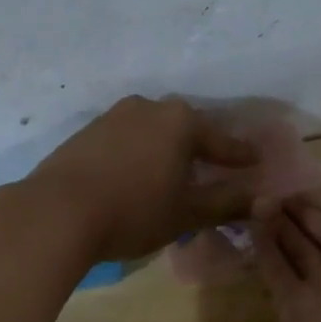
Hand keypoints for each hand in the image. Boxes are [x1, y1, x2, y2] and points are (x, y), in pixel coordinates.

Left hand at [30, 95, 259, 260]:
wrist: (57, 212)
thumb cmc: (134, 210)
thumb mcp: (187, 213)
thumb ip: (226, 203)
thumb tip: (263, 199)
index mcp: (179, 122)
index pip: (220, 140)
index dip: (239, 155)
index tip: (255, 161)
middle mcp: (147, 108)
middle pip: (184, 129)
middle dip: (200, 147)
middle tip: (213, 165)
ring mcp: (112, 117)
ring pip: (151, 131)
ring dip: (165, 150)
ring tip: (172, 171)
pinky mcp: (85, 133)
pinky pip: (124, 140)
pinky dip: (137, 154)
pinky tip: (135, 174)